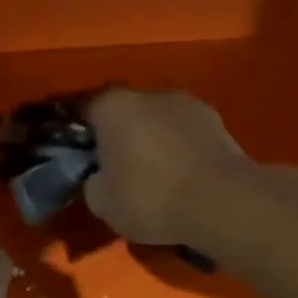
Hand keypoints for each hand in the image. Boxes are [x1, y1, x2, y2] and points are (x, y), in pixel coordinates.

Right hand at [83, 88, 252, 247]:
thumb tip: (100, 177)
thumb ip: (93, 182)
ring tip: (150, 174)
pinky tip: (178, 176)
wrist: (223, 201)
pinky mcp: (217, 122)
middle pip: (123, 112)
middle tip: (112, 166)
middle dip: (117, 135)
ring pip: (156, 121)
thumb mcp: (102, 203)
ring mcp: (188, 104)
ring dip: (151, 141)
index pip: (82, 109)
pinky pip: (183, 134)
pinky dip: (177, 150)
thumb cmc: (151, 197)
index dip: (75, 131)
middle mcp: (149, 94)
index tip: (74, 151)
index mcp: (113, 106)